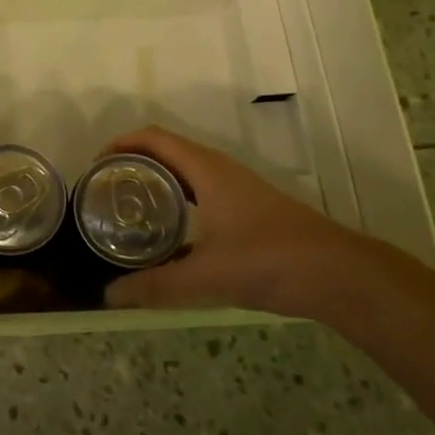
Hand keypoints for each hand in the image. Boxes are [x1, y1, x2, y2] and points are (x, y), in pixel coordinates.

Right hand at [100, 126, 383, 318]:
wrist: (338, 274)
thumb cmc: (270, 261)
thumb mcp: (206, 276)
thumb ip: (156, 286)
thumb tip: (109, 296)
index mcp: (206, 170)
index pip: (155, 139)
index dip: (122, 143)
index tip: (96, 165)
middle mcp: (220, 170)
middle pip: (167, 151)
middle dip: (134, 163)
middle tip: (106, 190)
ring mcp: (238, 189)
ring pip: (186, 173)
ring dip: (157, 181)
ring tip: (130, 210)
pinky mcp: (249, 209)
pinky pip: (202, 192)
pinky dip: (178, 200)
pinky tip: (171, 235)